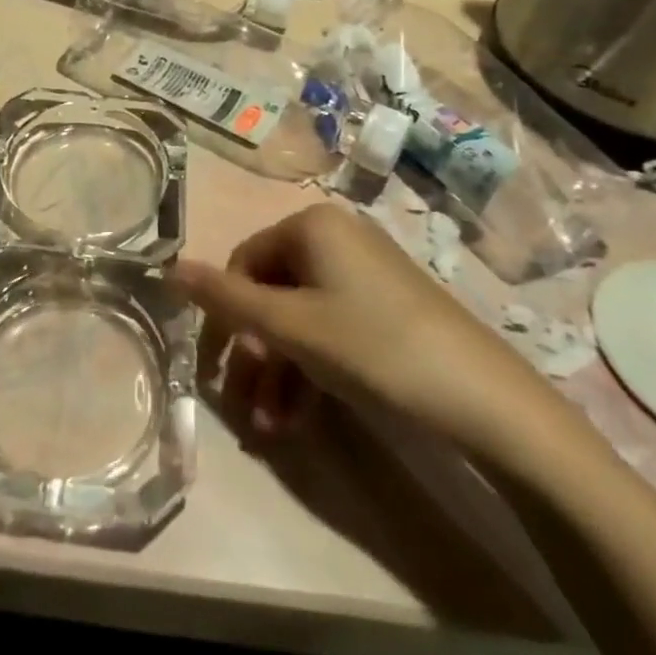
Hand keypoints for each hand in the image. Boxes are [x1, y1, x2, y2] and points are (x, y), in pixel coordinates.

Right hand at [173, 203, 570, 467]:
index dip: (225, 316)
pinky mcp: (387, 305)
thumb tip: (169, 265)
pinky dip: (311, 369)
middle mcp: (336, 236)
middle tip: (244, 408)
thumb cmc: (373, 348)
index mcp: (310, 224)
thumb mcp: (290, 326)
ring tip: (270, 430)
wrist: (486, 400)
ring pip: (301, 317)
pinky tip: (299, 418)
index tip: (217, 369)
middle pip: (272, 293)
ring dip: (280, 373)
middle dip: (255, 356)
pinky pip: (331, 328)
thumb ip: (226, 298)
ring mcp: (364, 271)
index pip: (243, 262)